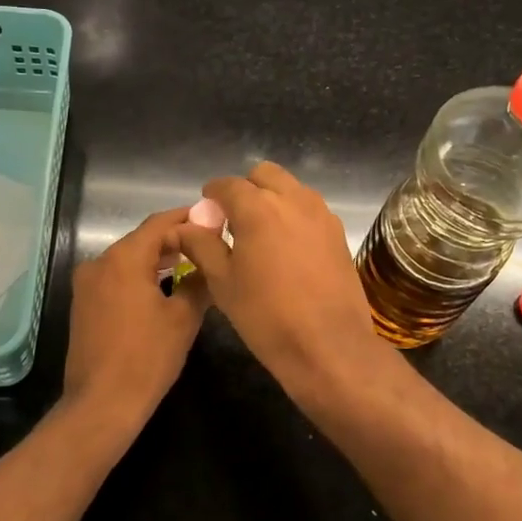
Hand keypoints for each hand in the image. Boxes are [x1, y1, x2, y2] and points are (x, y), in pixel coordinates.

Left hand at [63, 207, 209, 424]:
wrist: (101, 404)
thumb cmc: (147, 357)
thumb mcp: (183, 318)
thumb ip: (198, 281)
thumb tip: (210, 262)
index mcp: (124, 258)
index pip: (159, 223)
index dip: (187, 218)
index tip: (212, 219)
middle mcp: (100, 263)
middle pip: (142, 239)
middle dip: (174, 240)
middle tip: (207, 244)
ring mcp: (87, 284)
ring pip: (128, 259)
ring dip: (157, 259)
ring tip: (191, 266)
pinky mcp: (83, 304)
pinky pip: (116, 277)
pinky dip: (140, 276)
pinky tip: (163, 288)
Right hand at [175, 163, 391, 399]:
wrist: (328, 345)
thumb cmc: (266, 315)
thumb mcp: (223, 281)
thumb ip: (201, 245)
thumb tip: (183, 227)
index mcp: (258, 207)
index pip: (227, 185)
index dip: (212, 196)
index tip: (206, 215)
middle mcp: (292, 199)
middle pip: (264, 175)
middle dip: (246, 190)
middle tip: (234, 222)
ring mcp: (321, 214)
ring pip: (291, 189)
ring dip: (273, 200)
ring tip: (261, 236)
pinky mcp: (338, 233)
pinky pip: (310, 210)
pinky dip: (294, 217)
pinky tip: (287, 250)